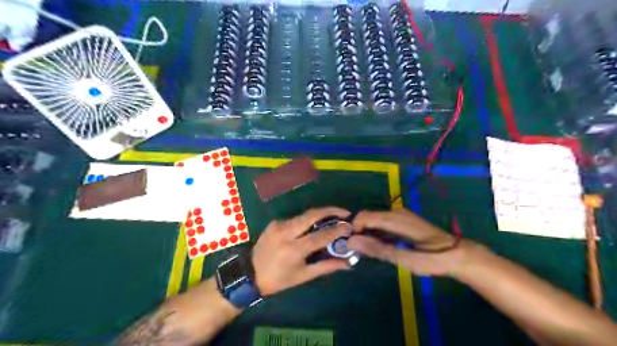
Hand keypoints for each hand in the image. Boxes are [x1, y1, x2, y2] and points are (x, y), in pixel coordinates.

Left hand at [252, 207, 351, 296]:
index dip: (337, 229)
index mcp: (294, 249)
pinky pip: (295, 219)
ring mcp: (278, 225)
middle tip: (344, 213)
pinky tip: (312, 226)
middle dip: (331, 210)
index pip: (321, 235)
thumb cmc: (278, 279)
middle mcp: (286, 232)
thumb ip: (326, 267)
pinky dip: (306, 220)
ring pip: (304, 215)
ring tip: (332, 218)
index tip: (349, 226)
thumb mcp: (303, 276)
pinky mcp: (274, 222)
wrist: (249, 273)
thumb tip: (347, 263)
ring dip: (319, 215)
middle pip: (312, 215)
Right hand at [347, 209, 467, 275]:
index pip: (363, 216)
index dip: (352, 229)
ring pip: (374, 219)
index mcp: (393, 218)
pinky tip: (377, 245)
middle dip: (358, 231)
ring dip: (366, 232)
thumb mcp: (403, 258)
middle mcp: (395, 212)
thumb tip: (351, 241)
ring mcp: (400, 215)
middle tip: (355, 250)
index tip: (349, 245)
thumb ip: (376, 248)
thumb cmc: (430, 258)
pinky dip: (375, 232)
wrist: (456, 254)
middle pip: (367, 217)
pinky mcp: (403, 220)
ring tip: (364, 250)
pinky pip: (382, 222)